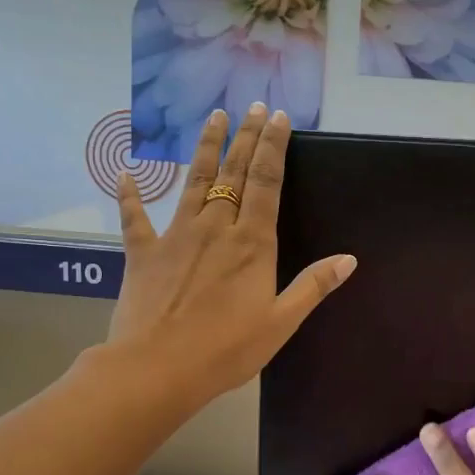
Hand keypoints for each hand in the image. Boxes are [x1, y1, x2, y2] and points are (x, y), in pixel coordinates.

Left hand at [107, 103, 354, 408]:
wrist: (156, 368)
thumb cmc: (226, 350)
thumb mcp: (281, 323)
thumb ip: (313, 286)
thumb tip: (349, 258)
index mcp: (252, 243)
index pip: (266, 182)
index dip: (273, 146)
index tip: (278, 117)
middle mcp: (215, 227)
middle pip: (233, 172)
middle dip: (246, 136)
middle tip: (253, 106)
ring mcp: (176, 236)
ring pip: (194, 181)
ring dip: (205, 147)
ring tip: (213, 117)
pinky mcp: (143, 252)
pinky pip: (135, 217)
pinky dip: (130, 195)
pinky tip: (126, 173)